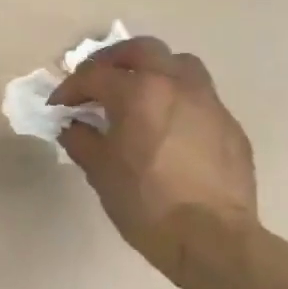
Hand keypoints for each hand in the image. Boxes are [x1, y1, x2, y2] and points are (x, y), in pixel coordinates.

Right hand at [51, 37, 257, 248]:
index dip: (70, 88)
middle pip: (142, 49)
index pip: (94, 75)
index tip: (58, 105)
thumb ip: (81, 140)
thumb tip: (73, 126)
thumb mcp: (100, 172)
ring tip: (138, 93)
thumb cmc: (146, 203)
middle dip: (113, 60)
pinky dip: (177, 99)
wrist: (212, 239)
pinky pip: (199, 96)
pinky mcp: (229, 125)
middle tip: (97, 81)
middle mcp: (176, 85)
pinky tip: (168, 127)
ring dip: (153, 70)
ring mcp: (208, 102)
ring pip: (179, 64)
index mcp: (139, 92)